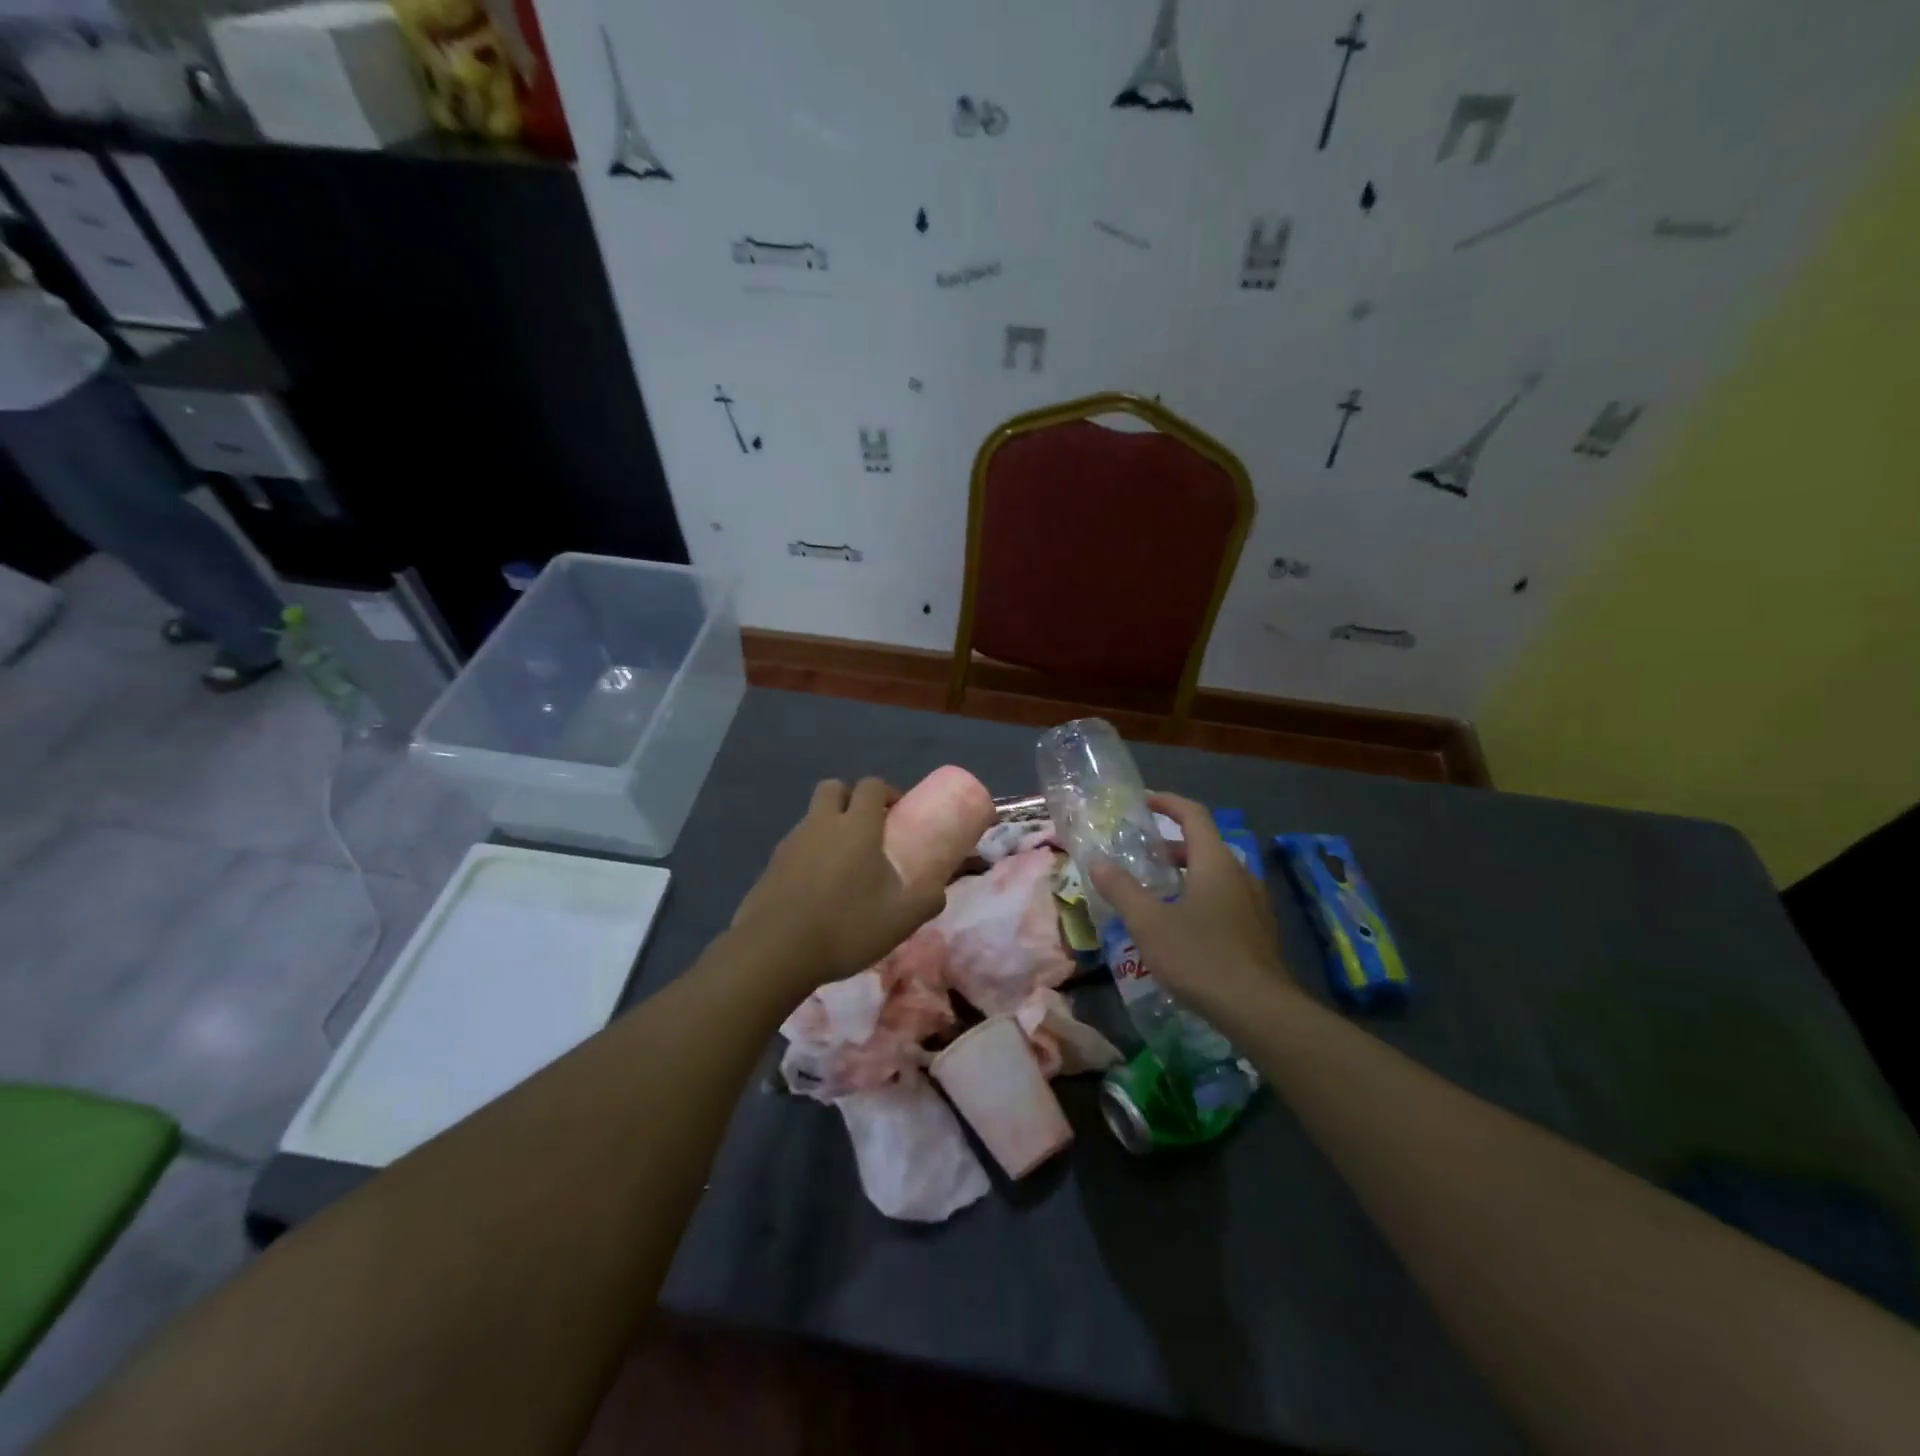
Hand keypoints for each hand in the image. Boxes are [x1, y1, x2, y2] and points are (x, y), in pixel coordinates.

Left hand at [732, 778, 948, 988]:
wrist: (774, 951)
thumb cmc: (845, 926)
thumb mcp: (901, 920)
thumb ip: (927, 900)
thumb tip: (939, 890)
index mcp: (857, 826)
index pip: (871, 785)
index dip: (887, 792)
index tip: (898, 814)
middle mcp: (822, 823)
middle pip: (834, 788)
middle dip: (852, 798)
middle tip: (867, 828)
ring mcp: (791, 842)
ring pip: (812, 816)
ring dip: (829, 827)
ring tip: (843, 865)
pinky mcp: (770, 865)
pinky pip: (795, 846)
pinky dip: (809, 854)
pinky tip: (817, 888)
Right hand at [1089, 793, 1298, 1023]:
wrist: (1259, 1011)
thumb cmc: (1201, 956)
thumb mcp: (1149, 922)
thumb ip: (1122, 889)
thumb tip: (1098, 862)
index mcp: (1215, 862)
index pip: (1194, 815)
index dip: (1168, 803)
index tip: (1144, 801)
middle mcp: (1240, 875)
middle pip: (1204, 846)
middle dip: (1171, 846)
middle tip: (1140, 855)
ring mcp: (1254, 905)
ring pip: (1215, 875)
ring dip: (1185, 874)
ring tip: (1155, 892)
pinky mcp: (1258, 933)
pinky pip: (1225, 900)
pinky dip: (1200, 897)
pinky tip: (1181, 927)